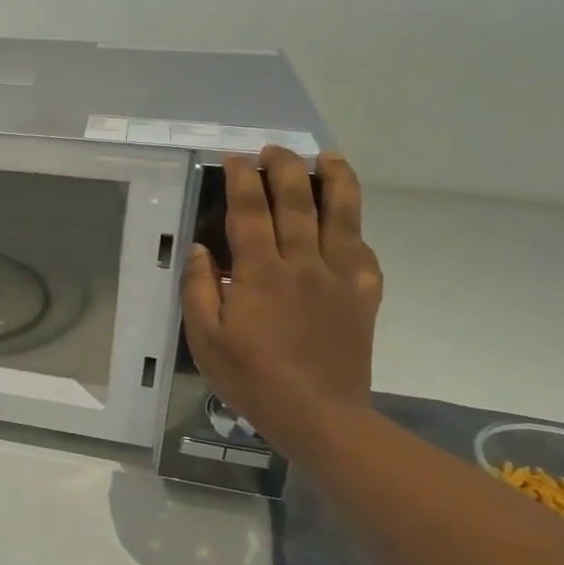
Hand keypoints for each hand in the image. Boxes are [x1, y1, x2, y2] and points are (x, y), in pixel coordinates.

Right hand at [180, 148, 382, 452]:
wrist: (319, 416)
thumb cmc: (251, 377)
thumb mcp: (205, 338)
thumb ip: (199, 288)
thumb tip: (199, 249)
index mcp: (260, 273)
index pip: (249, 212)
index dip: (241, 180)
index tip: (235, 157)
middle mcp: (303, 265)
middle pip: (297, 202)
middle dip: (285, 168)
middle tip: (275, 149)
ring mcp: (339, 279)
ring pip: (342, 217)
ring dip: (336, 181)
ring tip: (329, 157)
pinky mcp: (363, 298)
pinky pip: (364, 254)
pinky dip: (356, 231)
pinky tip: (349, 222)